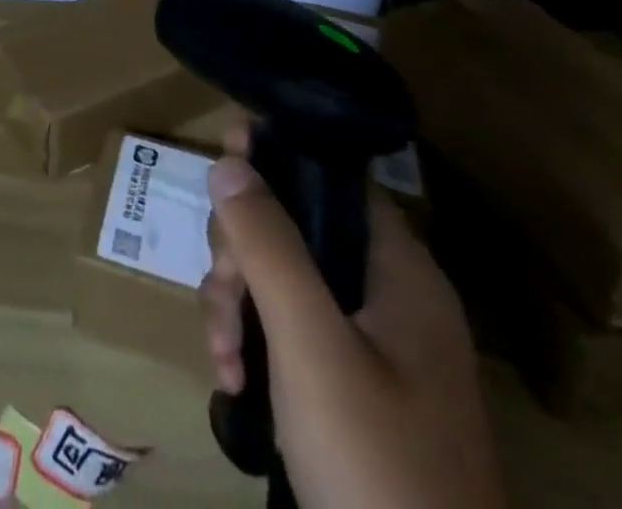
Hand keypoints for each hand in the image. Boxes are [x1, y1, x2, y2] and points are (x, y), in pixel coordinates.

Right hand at [201, 129, 504, 508]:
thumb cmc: (375, 463)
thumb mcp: (309, 345)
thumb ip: (268, 245)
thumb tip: (229, 160)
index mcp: (400, 273)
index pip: (332, 179)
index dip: (276, 160)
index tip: (221, 159)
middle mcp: (390, 299)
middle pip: (296, 231)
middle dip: (242, 255)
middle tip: (222, 296)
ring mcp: (373, 350)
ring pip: (284, 283)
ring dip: (238, 306)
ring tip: (223, 358)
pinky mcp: (353, 392)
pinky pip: (290, 334)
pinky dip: (255, 346)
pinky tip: (235, 383)